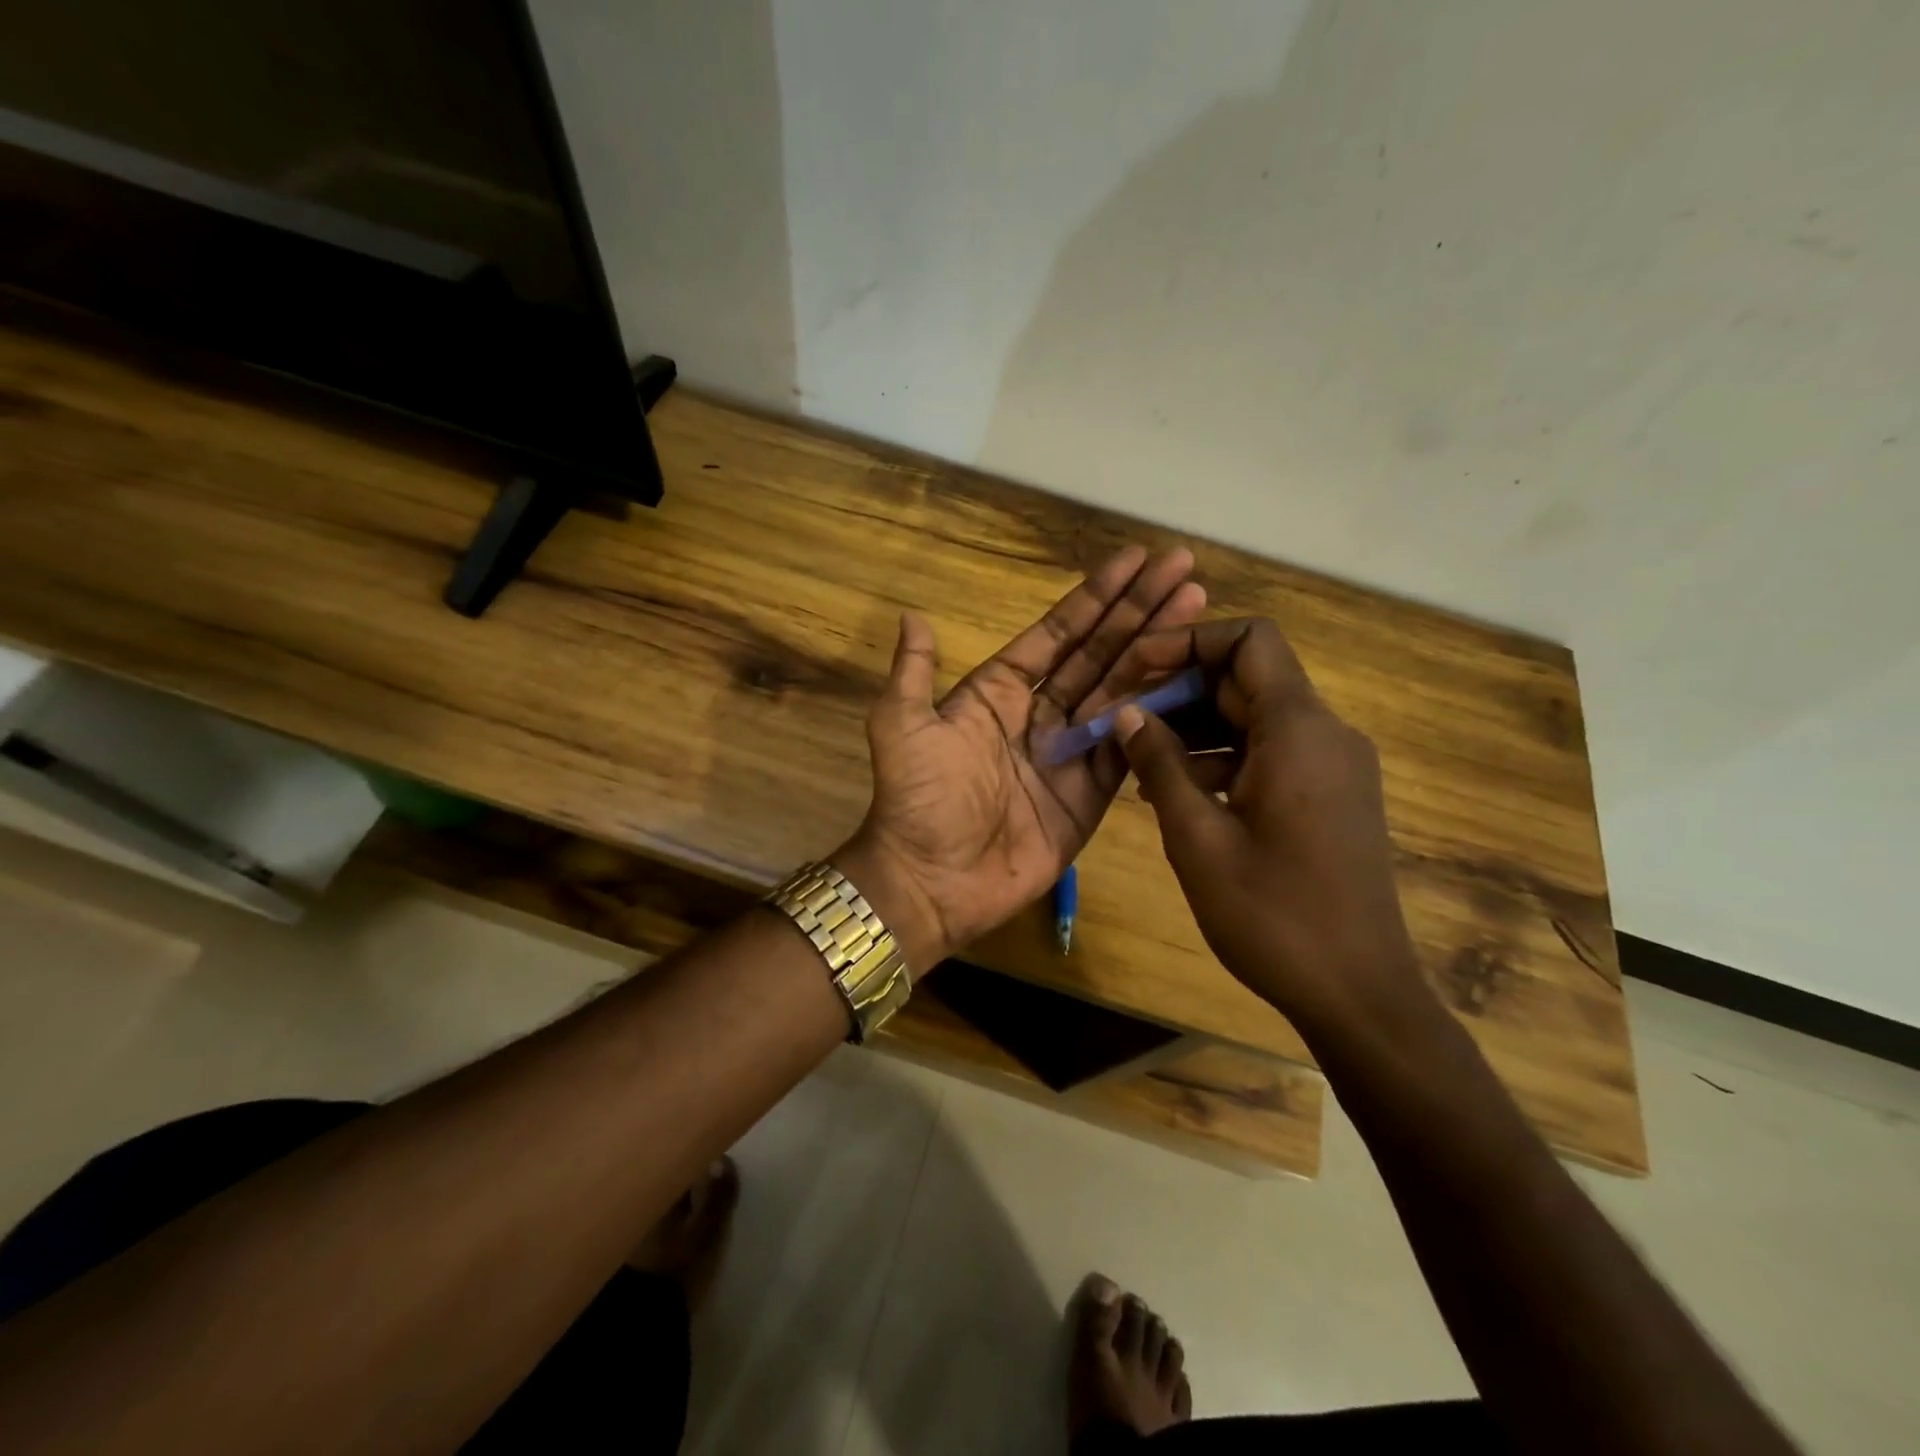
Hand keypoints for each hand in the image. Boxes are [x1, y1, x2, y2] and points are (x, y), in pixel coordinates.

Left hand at [839, 546, 1205, 970]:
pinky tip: (1192, 678)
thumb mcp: (902, 728)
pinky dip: (1159, 714)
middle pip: (1100, 652)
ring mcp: (1070, 753)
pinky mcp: (1092, 794)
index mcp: (999, 691)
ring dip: (1159, 649)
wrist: (932, 882)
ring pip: (1122, 691)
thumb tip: (912, 616)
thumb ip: (913, 673)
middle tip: (1184, 569)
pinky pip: (1130, 746)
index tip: (1136, 559)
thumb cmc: (917, 800)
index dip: (1096, 596)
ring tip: (1199, 607)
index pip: (1058, 632)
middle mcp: (1040, 714)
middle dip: (1140, 610)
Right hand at [1109, 619, 1424, 1028]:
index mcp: (1298, 730)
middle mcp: (1325, 733)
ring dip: (1196, 728)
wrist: (1359, 993)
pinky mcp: (1331, 796)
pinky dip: (1223, 759)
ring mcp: (1333, 766)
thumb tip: (1127, 712)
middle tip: (1122, 719)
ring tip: (1137, 761)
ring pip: (1255, 718)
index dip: (1189, 641)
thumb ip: (1159, 764)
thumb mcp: (1196, 837)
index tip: (1136, 668)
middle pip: (1248, 679)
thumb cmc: (1272, 914)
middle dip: (1180, 690)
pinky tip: (1179, 793)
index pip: (1250, 640)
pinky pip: (1271, 754)